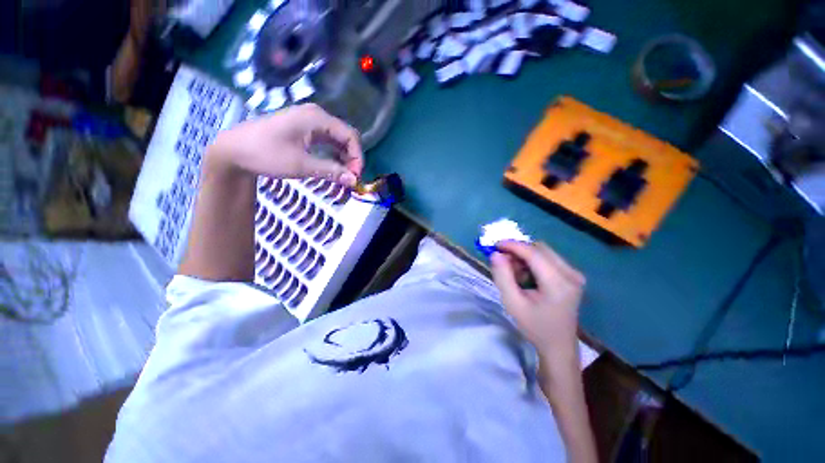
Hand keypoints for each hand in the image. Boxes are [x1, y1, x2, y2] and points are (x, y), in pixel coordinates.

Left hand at [208, 103, 362, 185]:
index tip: (355, 176)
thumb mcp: (301, 165)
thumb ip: (331, 171)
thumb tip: (354, 181)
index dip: (357, 157)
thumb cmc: (266, 154)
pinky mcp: (304, 130)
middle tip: (350, 177)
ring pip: (337, 140)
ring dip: (343, 158)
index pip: (350, 136)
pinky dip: (333, 155)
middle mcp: (316, 116)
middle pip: (345, 137)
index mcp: (317, 118)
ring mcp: (309, 122)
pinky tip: (333, 167)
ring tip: (343, 175)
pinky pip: (327, 141)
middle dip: (352, 158)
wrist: (233, 151)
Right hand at [490, 241, 584, 366]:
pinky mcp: (572, 276)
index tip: (495, 245)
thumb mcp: (513, 303)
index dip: (513, 245)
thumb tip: (495, 254)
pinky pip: (548, 259)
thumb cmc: (535, 327)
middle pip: (540, 249)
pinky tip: (525, 276)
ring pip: (544, 252)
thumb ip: (503, 277)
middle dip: (518, 251)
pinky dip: (532, 262)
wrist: (558, 346)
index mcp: (558, 283)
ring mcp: (574, 274)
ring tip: (513, 272)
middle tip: (502, 261)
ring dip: (525, 256)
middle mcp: (571, 274)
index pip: (534, 253)